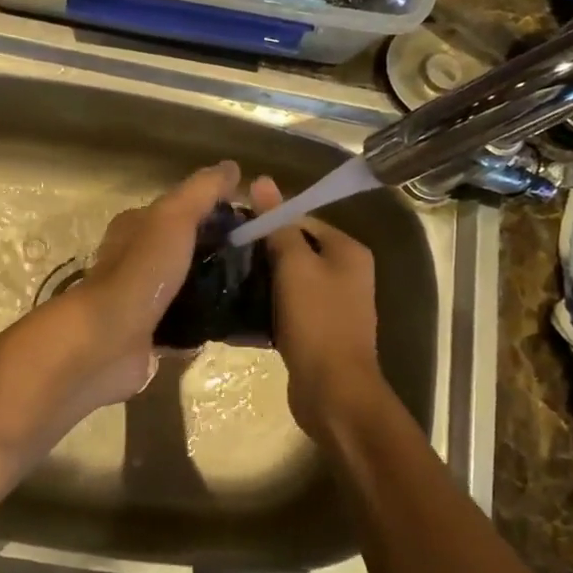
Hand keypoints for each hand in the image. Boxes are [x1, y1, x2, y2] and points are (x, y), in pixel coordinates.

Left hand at [40, 161, 240, 411]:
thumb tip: (231, 166)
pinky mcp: (150, 335)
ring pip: (186, 288)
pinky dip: (206, 324)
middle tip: (261, 260)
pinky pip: (186, 325)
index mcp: (136, 227)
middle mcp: (136, 260)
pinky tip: (235, 325)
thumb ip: (201, 192)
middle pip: (185, 250)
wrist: (108, 340)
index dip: (215, 211)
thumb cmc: (141, 271)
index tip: (253, 222)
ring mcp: (143, 300)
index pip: (180, 211)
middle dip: (219, 252)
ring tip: (256, 292)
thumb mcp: (174, 218)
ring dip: (214, 289)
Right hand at [251, 176, 386, 438]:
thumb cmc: (317, 321)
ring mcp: (334, 304)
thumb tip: (262, 180)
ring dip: (262, 280)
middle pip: (296, 250)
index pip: (302, 220)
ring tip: (227, 279)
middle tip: (225, 254)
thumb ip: (278, 224)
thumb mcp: (295, 266)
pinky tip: (240, 308)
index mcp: (348, 251)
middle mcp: (346, 273)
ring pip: (290, 280)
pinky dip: (268, 306)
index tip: (233, 229)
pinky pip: (289, 307)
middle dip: (262, 252)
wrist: (333, 391)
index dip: (268, 221)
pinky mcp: (318, 330)